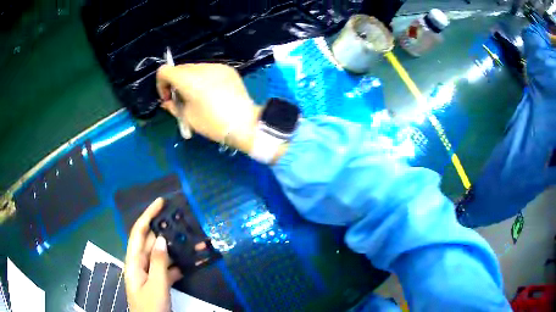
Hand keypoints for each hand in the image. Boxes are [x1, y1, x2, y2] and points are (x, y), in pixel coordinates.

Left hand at [124, 198, 182, 311]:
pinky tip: (193, 261)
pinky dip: (180, 265)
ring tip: (192, 240)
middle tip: (182, 221)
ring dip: (176, 249)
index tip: (161, 202)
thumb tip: (162, 239)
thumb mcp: (156, 286)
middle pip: (152, 242)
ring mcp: (150, 274)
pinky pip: (169, 269)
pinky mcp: (159, 282)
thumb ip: (159, 263)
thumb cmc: (151, 308)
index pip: (139, 233)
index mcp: (134, 262)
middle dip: (166, 231)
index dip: (148, 215)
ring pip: (162, 256)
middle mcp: (140, 264)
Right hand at [156, 63, 260, 153]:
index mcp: (187, 79)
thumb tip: (167, 102)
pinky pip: (209, 70)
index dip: (161, 84)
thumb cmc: (213, 123)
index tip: (169, 98)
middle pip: (179, 69)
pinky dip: (204, 78)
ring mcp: (216, 66)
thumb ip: (173, 107)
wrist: (245, 122)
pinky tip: (212, 93)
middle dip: (176, 82)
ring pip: (195, 69)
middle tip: (182, 100)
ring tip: (198, 97)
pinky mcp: (227, 69)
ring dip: (190, 80)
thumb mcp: (188, 118)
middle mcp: (201, 67)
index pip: (164, 71)